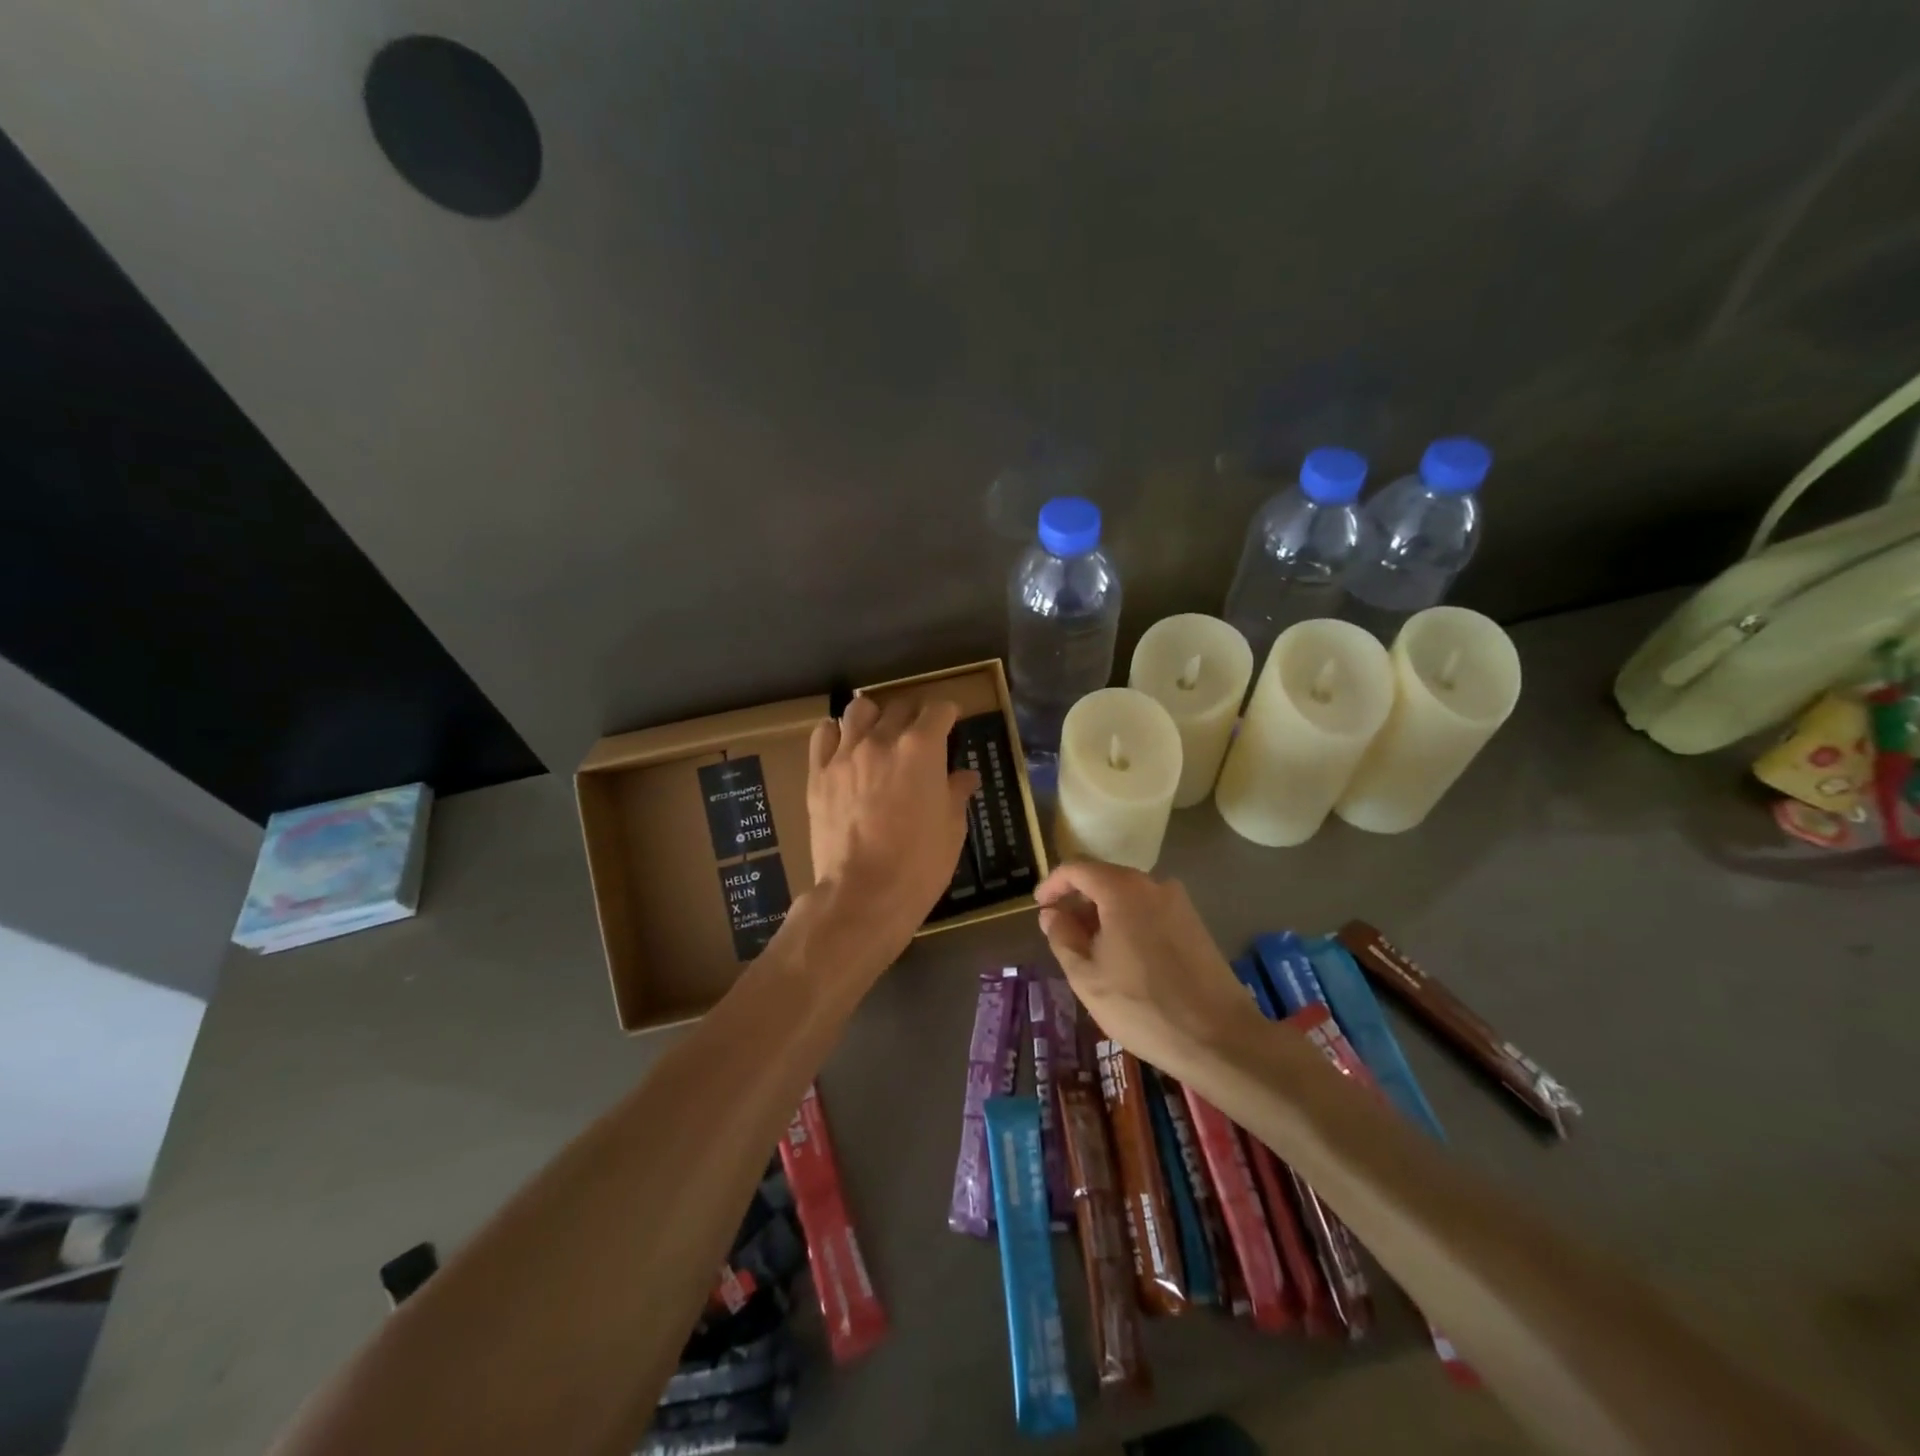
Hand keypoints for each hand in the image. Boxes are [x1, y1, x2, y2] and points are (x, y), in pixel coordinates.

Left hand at [806, 695, 979, 955]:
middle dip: (914, 717)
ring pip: (859, 710)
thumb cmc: (919, 864)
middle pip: (900, 706)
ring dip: (874, 718)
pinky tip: (845, 749)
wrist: (863, 895)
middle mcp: (882, 740)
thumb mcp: (952, 829)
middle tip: (919, 738)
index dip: (949, 714)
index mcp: (921, 748)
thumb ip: (956, 793)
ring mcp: (845, 754)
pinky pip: (823, 734)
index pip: (939, 709)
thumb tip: (965, 777)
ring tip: (879, 737)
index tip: (952, 723)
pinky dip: (837, 734)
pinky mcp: (818, 773)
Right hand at [1035, 861, 1258, 1081]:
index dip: (1052, 884)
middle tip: (1061, 935)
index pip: (1076, 869)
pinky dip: (1128, 923)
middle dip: (1078, 902)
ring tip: (1090, 952)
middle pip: (1104, 879)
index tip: (1039, 907)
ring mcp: (1179, 903)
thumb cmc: (1142, 1007)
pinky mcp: (1194, 923)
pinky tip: (1123, 959)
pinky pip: (1149, 911)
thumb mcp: (1087, 977)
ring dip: (1103, 915)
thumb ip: (1062, 937)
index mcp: (1122, 889)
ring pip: (1128, 897)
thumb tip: (1052, 914)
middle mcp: (1153, 884)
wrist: (1219, 1038)